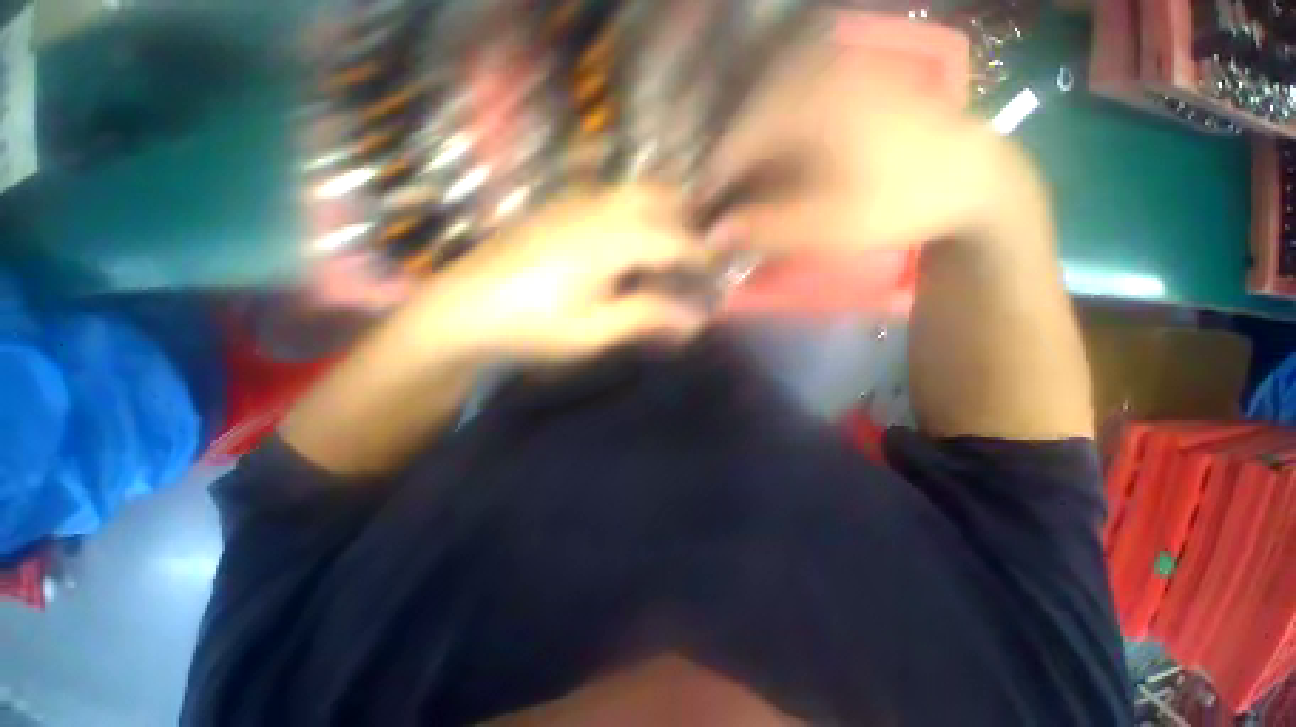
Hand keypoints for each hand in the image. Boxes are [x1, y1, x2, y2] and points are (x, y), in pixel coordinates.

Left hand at [407, 186, 712, 360]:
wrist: (460, 313)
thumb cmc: (531, 328)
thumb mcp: (595, 331)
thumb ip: (648, 316)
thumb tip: (695, 318)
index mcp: (609, 240)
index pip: (673, 239)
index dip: (701, 256)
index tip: (716, 273)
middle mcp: (594, 208)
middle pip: (657, 196)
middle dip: (684, 221)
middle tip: (691, 257)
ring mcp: (570, 203)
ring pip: (631, 193)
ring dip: (658, 215)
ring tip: (662, 253)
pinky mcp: (553, 210)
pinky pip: (607, 199)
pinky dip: (630, 216)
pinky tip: (621, 248)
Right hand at [701, 43, 1037, 255]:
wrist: (971, 176)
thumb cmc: (897, 202)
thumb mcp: (827, 226)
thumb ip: (764, 229)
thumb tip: (711, 236)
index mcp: (807, 107)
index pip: (733, 143)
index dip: (708, 180)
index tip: (693, 210)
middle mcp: (813, 75)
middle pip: (743, 118)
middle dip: (720, 161)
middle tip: (707, 199)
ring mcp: (831, 71)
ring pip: (763, 107)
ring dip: (741, 145)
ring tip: (729, 183)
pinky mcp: (844, 80)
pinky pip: (788, 102)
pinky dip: (767, 132)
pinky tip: (764, 159)